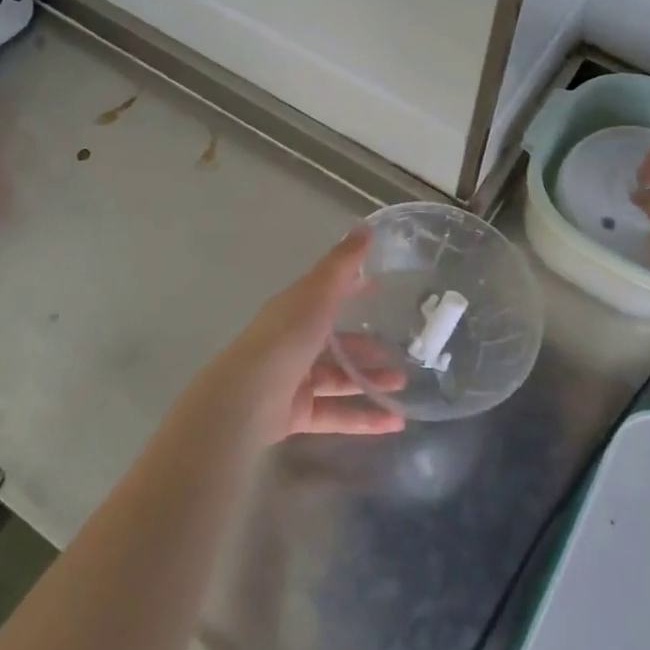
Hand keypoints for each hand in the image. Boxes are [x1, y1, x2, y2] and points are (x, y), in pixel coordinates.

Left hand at [198, 229, 404, 442]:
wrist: (246, 399)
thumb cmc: (284, 338)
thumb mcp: (317, 294)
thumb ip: (342, 264)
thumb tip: (365, 226)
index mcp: (295, 310)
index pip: (328, 295)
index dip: (353, 290)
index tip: (382, 289)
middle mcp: (294, 342)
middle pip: (336, 343)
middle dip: (368, 347)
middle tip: (402, 352)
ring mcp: (295, 380)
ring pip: (339, 379)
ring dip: (371, 381)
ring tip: (403, 386)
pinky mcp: (297, 413)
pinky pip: (337, 414)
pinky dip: (364, 418)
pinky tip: (394, 423)